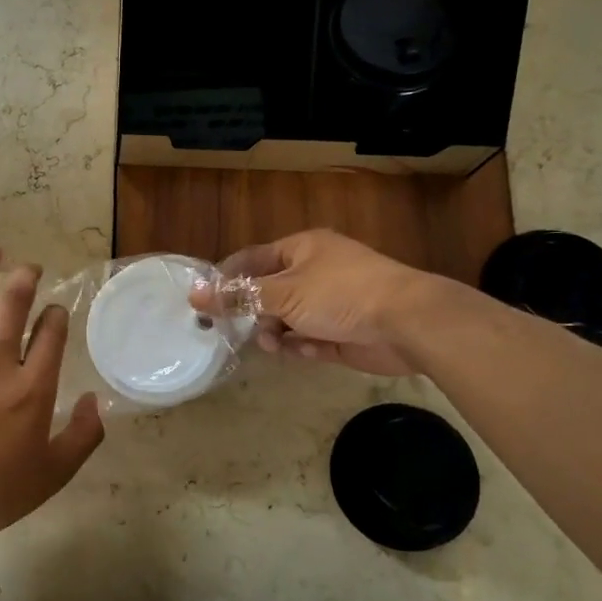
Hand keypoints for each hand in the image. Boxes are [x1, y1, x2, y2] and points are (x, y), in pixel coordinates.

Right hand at [193, 229, 436, 376]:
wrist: (406, 323)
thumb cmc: (340, 294)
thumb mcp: (282, 293)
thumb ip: (238, 297)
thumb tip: (195, 295)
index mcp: (301, 249)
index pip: (252, 259)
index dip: (227, 279)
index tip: (204, 302)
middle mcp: (315, 272)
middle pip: (268, 292)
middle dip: (254, 313)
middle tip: (237, 331)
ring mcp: (331, 303)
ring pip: (287, 319)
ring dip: (277, 333)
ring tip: (276, 345)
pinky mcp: (343, 332)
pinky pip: (310, 339)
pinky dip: (304, 346)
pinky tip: (307, 351)